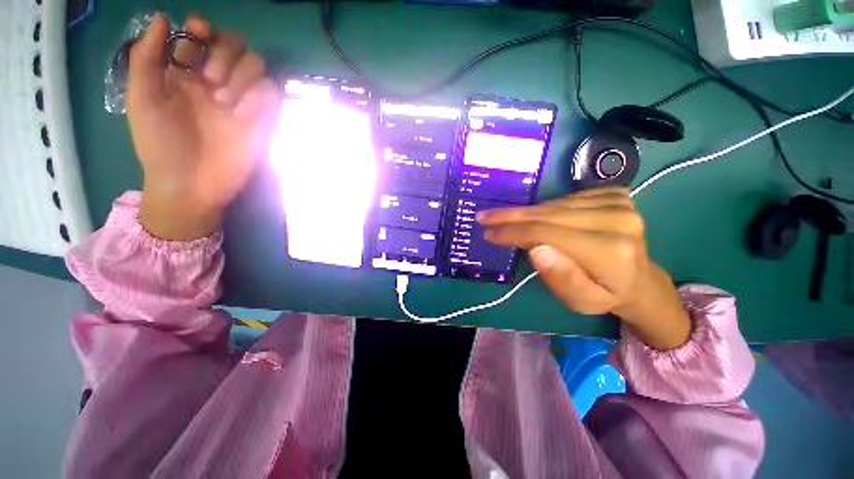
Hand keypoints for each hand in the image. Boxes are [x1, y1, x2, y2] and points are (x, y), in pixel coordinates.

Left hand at [127, 14, 280, 239]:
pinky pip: (271, 92)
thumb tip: (162, 16)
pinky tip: (244, 114)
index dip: (202, 28)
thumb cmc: (160, 144)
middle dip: (225, 53)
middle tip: (212, 81)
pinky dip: (260, 96)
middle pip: (234, 44)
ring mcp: (239, 100)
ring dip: (243, 76)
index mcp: (184, 71)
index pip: (202, 34)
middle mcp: (214, 80)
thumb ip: (147, 57)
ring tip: (225, 102)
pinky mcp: (260, 119)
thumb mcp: (141, 99)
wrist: (192, 184)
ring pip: (257, 65)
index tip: (198, 34)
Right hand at [477, 187, 690, 349]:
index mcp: (611, 252)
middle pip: (549, 214)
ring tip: (505, 219)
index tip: (488, 232)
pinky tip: (539, 218)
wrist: (639, 279)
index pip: (548, 233)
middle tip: (484, 217)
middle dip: (511, 216)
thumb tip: (536, 249)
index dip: (513, 231)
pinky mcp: (615, 194)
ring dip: (526, 213)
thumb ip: (561, 278)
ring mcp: (620, 203)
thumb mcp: (580, 301)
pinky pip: (566, 199)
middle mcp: (618, 220)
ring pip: (554, 205)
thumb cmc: (605, 294)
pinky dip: (545, 208)